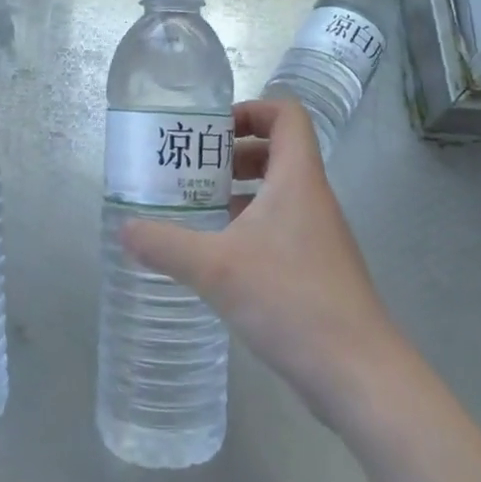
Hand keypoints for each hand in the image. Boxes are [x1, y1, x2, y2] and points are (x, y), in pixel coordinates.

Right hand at [122, 99, 402, 422]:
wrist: (356, 372)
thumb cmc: (290, 300)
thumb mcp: (215, 268)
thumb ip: (165, 245)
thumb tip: (124, 230)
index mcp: (297, 180)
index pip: (287, 115)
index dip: (251, 110)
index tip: (211, 131)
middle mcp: (312, 199)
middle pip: (279, 151)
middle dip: (233, 153)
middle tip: (192, 171)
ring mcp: (318, 236)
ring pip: (277, 193)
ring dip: (238, 192)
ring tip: (196, 210)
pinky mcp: (316, 269)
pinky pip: (280, 229)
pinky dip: (248, 228)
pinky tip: (217, 256)